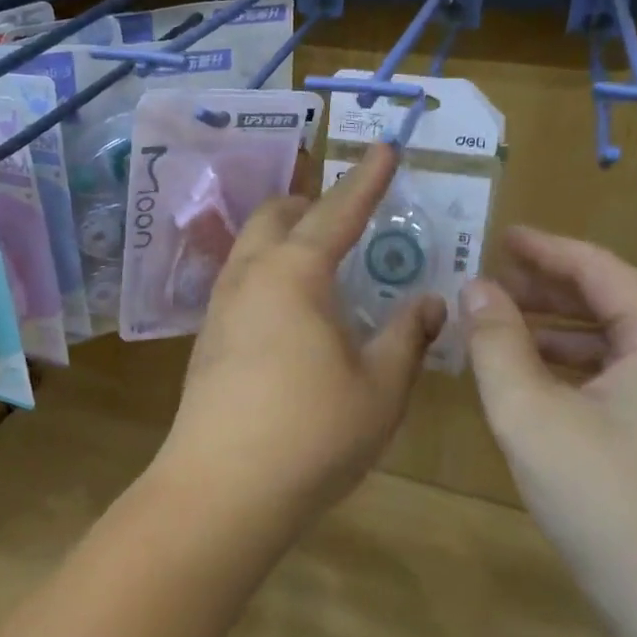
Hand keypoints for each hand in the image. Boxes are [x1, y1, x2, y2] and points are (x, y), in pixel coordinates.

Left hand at [160, 144, 445, 525]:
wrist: (220, 490)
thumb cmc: (312, 433)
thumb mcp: (380, 387)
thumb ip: (407, 337)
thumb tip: (429, 303)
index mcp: (296, 272)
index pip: (338, 211)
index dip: (367, 179)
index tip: (385, 147)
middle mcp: (251, 275)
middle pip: (277, 215)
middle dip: (313, 202)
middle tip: (348, 213)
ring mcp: (221, 306)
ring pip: (251, 246)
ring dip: (285, 235)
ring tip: (321, 257)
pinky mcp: (207, 339)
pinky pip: (241, 281)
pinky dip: (270, 271)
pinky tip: (291, 309)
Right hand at [461, 228, 636, 636]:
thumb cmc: (609, 502)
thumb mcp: (531, 414)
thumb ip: (495, 343)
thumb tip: (476, 289)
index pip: (599, 269)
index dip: (544, 249)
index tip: (499, 236)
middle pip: (610, 302)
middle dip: (545, 290)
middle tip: (488, 281)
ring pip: (612, 345)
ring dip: (554, 332)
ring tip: (497, 327)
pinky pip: (618, 382)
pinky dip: (571, 370)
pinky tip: (532, 382)